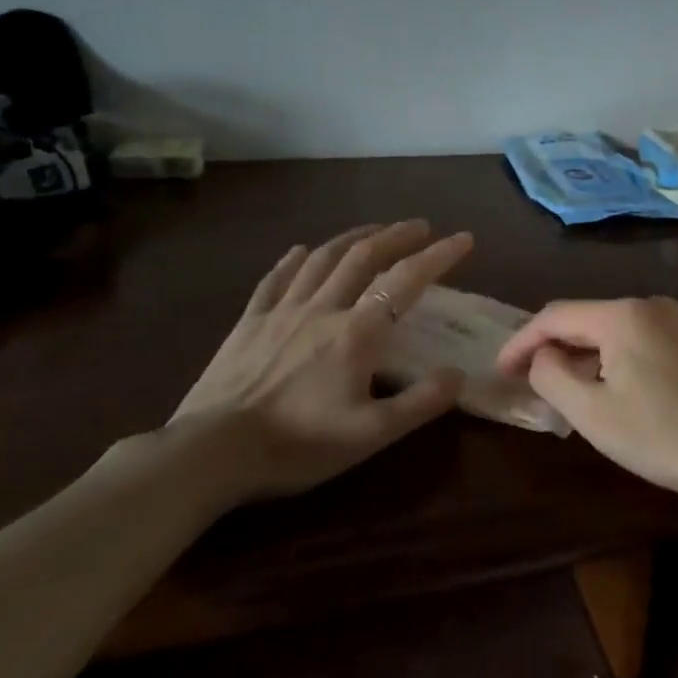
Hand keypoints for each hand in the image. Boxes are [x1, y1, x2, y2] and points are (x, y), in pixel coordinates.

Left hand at [159, 221, 473, 505]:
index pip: (406, 281)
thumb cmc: (299, 444)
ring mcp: (282, 312)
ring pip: (323, 259)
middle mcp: (323, 309)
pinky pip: (275, 280)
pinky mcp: (248, 324)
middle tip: (421, 226)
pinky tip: (301, 250)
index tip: (464, 238)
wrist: (213, 451)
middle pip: (364, 257)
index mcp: (357, 333)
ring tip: (374, 229)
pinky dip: (293, 260)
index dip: (438, 256)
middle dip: (397, 235)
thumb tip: (459, 374)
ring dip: (353, 238)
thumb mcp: (372, 435)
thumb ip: (421, 402)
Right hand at [495, 297, 677, 509]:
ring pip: (624, 328)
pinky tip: (633, 385)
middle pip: (591, 319)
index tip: (502, 370)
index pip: (555, 316)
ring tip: (583, 387)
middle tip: (538, 381)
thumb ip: (551, 376)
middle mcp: (655, 303)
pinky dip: (630, 354)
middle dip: (560, 348)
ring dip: (595, 352)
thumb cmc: (660, 434)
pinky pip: (654, 337)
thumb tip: (543, 356)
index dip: (522, 341)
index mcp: (622, 315)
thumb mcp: (590, 412)